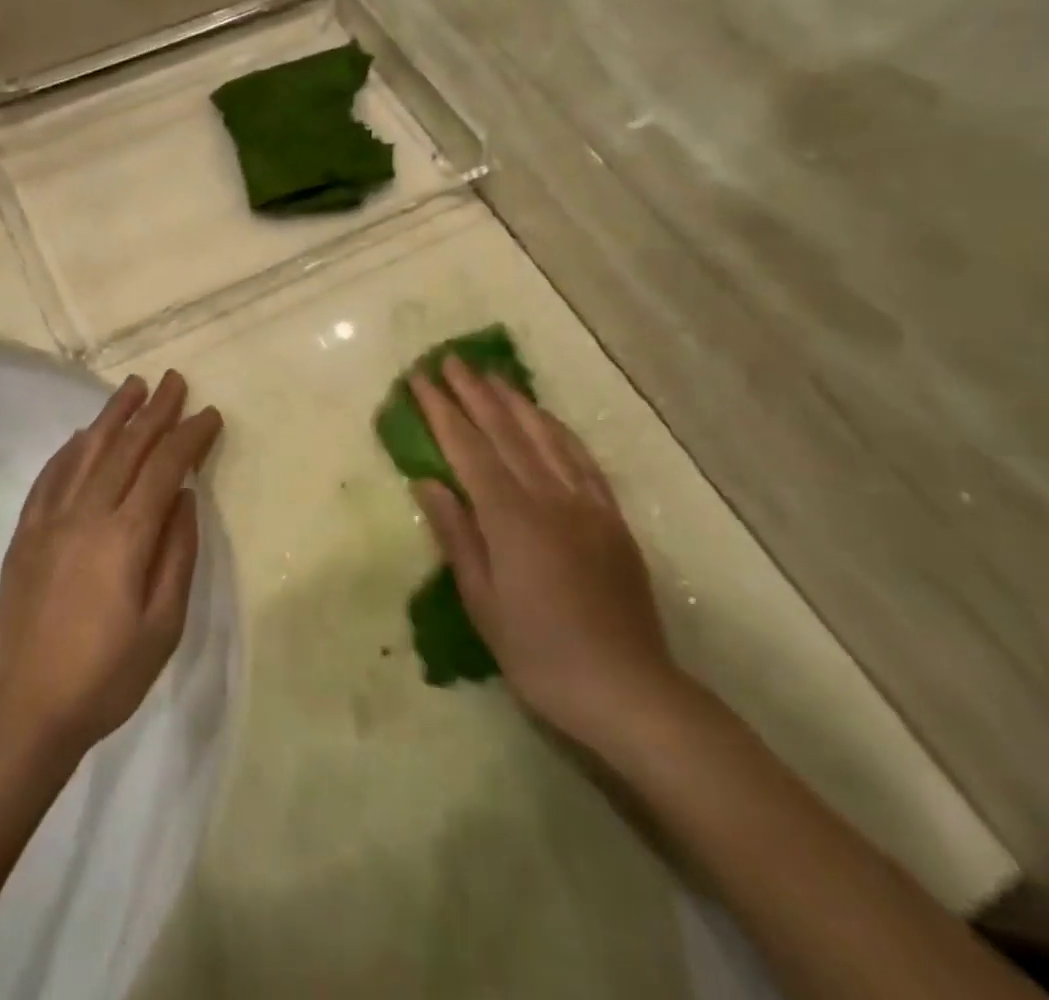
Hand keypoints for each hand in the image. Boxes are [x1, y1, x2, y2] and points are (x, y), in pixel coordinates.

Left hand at [0, 371, 222, 757]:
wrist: (23, 711)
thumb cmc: (105, 675)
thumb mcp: (163, 625)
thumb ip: (177, 554)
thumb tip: (185, 498)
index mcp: (126, 536)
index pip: (164, 467)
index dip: (189, 435)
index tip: (209, 414)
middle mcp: (87, 513)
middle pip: (126, 447)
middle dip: (155, 410)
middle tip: (174, 380)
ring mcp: (50, 520)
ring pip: (86, 451)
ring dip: (112, 415)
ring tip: (132, 386)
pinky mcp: (25, 533)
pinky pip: (50, 476)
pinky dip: (70, 449)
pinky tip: (82, 435)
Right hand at [409, 356, 684, 750]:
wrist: (628, 690)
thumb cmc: (540, 654)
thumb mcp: (483, 603)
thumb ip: (456, 535)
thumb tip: (428, 482)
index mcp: (511, 518)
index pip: (468, 449)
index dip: (441, 411)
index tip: (421, 379)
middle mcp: (549, 498)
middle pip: (505, 431)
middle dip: (473, 392)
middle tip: (450, 359)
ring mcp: (585, 504)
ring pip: (544, 436)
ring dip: (514, 401)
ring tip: (491, 375)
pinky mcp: (611, 518)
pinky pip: (581, 459)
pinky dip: (557, 430)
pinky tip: (544, 417)